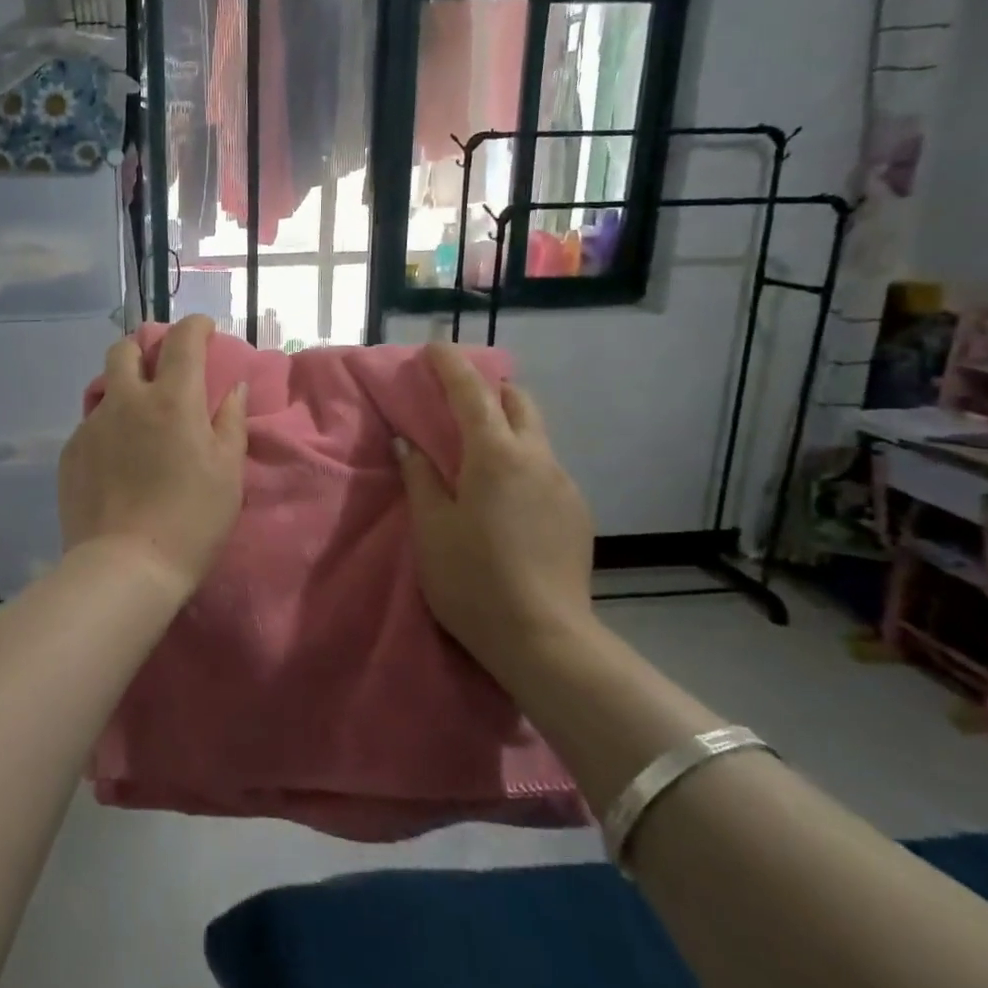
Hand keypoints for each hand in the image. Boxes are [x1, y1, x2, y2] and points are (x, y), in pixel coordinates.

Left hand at [60, 316, 248, 598]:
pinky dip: (108, 428)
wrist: (125, 567)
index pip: (182, 340)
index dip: (195, 326)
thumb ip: (231, 422)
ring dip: (124, 389)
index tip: (205, 331)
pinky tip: (117, 461)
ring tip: (138, 421)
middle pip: (125, 349)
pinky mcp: (70, 452)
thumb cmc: (191, 521)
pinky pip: (91, 424)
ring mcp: (92, 425)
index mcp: (173, 400)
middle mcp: (127, 401)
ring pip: (105, 388)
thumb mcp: (227, 473)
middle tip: (161, 369)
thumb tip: (234, 388)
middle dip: (145, 347)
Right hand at [395, 342, 596, 677]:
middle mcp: (538, 459)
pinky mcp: (577, 513)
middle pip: (519, 402)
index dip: (451, 366)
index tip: (434, 347)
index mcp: (496, 456)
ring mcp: (564, 485)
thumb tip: (409, 443)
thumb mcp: (431, 527)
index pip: (472, 393)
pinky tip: (503, 497)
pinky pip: (545, 468)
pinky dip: (520, 461)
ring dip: (506, 427)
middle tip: (457, 400)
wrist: (544, 640)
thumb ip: (421, 477)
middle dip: (489, 389)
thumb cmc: (472, 579)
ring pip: (536, 435)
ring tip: (476, 454)